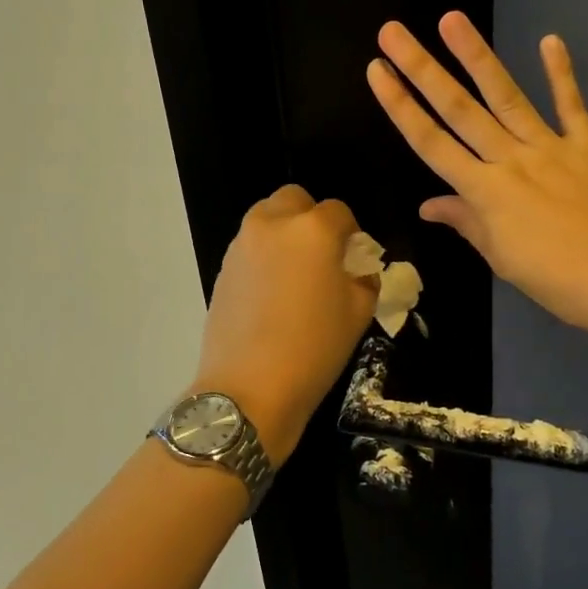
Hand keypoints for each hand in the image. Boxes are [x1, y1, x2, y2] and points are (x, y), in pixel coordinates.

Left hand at [192, 185, 377, 465]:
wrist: (249, 388)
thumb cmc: (314, 348)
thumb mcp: (359, 313)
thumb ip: (365, 278)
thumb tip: (358, 268)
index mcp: (313, 230)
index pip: (339, 211)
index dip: (352, 233)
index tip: (355, 258)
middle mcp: (273, 224)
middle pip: (295, 200)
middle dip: (312, 218)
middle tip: (323, 255)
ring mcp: (242, 244)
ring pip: (268, 218)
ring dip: (285, 233)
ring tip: (296, 274)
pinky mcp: (223, 267)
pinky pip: (250, 245)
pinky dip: (265, 254)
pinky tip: (273, 292)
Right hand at [367, 12, 587, 336]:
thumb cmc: (560, 281)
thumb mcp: (503, 259)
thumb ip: (467, 223)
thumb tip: (428, 205)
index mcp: (485, 192)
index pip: (430, 143)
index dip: (400, 106)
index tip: (377, 72)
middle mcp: (510, 160)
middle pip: (458, 109)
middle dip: (422, 68)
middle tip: (393, 31)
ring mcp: (551, 147)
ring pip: (506, 96)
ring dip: (476, 56)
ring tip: (452, 20)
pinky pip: (571, 105)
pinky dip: (561, 73)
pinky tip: (550, 40)